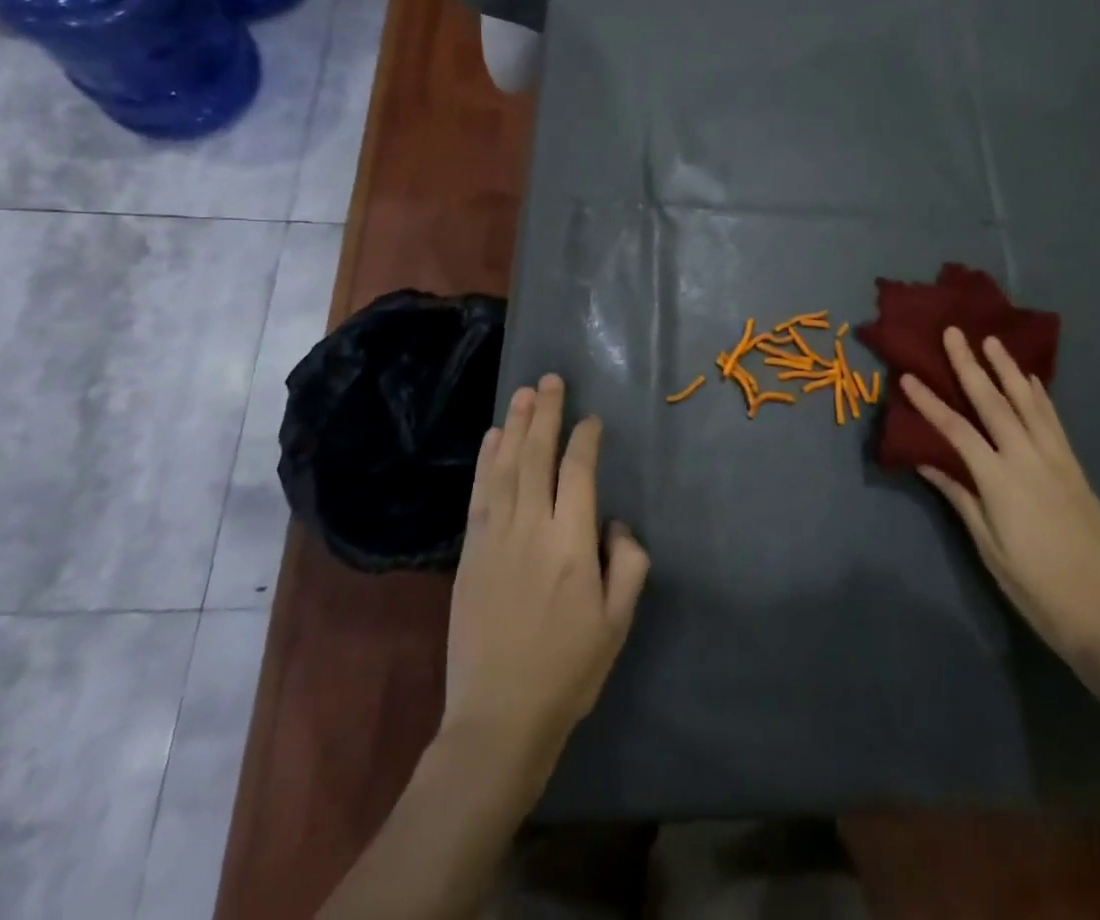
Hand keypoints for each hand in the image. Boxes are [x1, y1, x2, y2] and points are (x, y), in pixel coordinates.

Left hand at [444, 374, 650, 770]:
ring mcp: (495, 537)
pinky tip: (491, 438)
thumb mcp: (617, 623)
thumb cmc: (567, 671)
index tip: (591, 419)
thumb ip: (628, 565)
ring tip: (523, 393)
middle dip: (546, 414)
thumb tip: (616, 523)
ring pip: (505, 466)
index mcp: (572, 543)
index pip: (578, 472)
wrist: (497, 718)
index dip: (585, 439)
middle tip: (552, 380)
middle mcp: (531, 528)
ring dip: (514, 425)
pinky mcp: (470, 552)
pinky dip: (485, 460)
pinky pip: (479, 493)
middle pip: (537, 456)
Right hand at [902, 329, 1099, 672]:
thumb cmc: (1039, 590)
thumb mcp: (989, 548)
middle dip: (970, 365)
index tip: (907, 375)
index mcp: (1000, 481)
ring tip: (991, 341)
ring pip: (1028, 402)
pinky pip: (1053, 421)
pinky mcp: (1075, 468)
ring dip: (1008, 369)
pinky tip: (1031, 381)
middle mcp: (1029, 459)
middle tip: (954, 332)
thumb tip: (925, 460)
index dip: (929, 402)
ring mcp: (1057, 460)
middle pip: (993, 402)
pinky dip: (1039, 395)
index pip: (956, 430)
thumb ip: (959, 497)